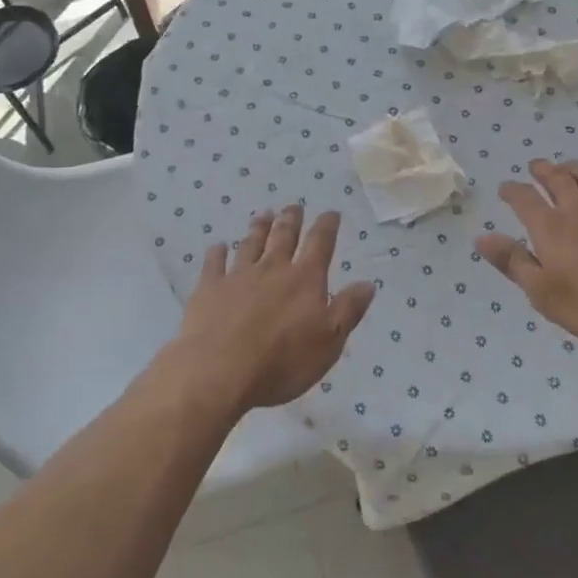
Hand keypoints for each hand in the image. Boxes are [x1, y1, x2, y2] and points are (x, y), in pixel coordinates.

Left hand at [171, 205, 376, 414]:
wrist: (218, 371)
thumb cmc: (282, 362)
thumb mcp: (329, 342)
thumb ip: (348, 309)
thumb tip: (368, 282)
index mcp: (304, 280)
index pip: (319, 244)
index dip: (326, 226)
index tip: (331, 212)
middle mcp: (272, 269)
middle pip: (283, 237)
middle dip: (291, 220)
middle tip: (293, 206)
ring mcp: (238, 276)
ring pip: (250, 244)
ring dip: (258, 228)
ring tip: (263, 215)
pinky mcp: (209, 288)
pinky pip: (214, 263)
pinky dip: (217, 253)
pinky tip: (217, 246)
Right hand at [475, 159, 577, 350]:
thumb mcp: (543, 293)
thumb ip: (512, 262)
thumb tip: (481, 237)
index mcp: (550, 227)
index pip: (524, 198)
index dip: (512, 190)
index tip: (505, 188)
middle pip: (557, 179)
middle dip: (543, 170)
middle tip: (535, 166)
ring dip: (573, 168)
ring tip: (566, 166)